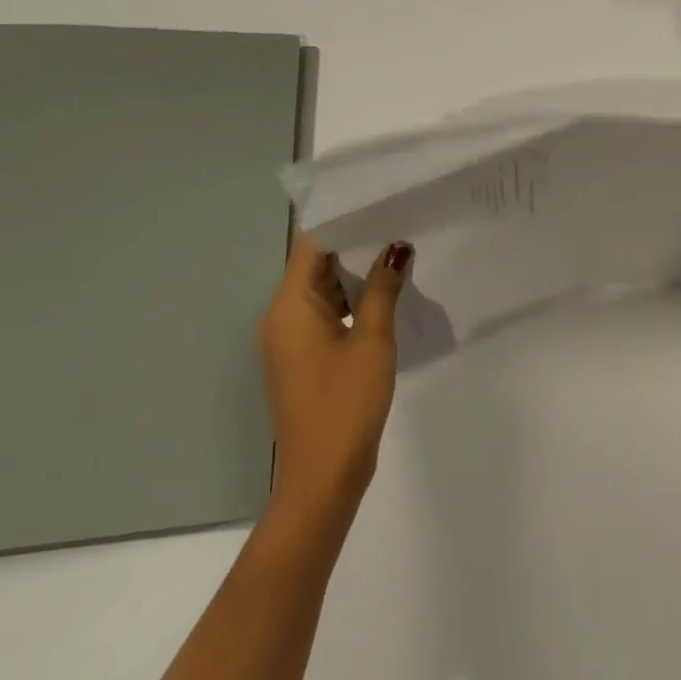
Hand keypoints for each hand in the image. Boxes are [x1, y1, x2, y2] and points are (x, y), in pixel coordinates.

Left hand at [259, 234, 411, 523]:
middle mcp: (282, 318)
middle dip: (355, 245)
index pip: (311, 245)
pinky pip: (326, 315)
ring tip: (398, 251)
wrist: (323, 477)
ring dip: (356, 275)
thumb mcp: (372, 340)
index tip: (379, 202)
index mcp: (290, 307)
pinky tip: (386, 295)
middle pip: (315, 266)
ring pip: (323, 291)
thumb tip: (396, 247)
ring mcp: (291, 341)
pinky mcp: (304, 359)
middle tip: (398, 222)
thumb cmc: (345, 403)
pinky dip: (352, 302)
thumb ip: (383, 289)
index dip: (343, 221)